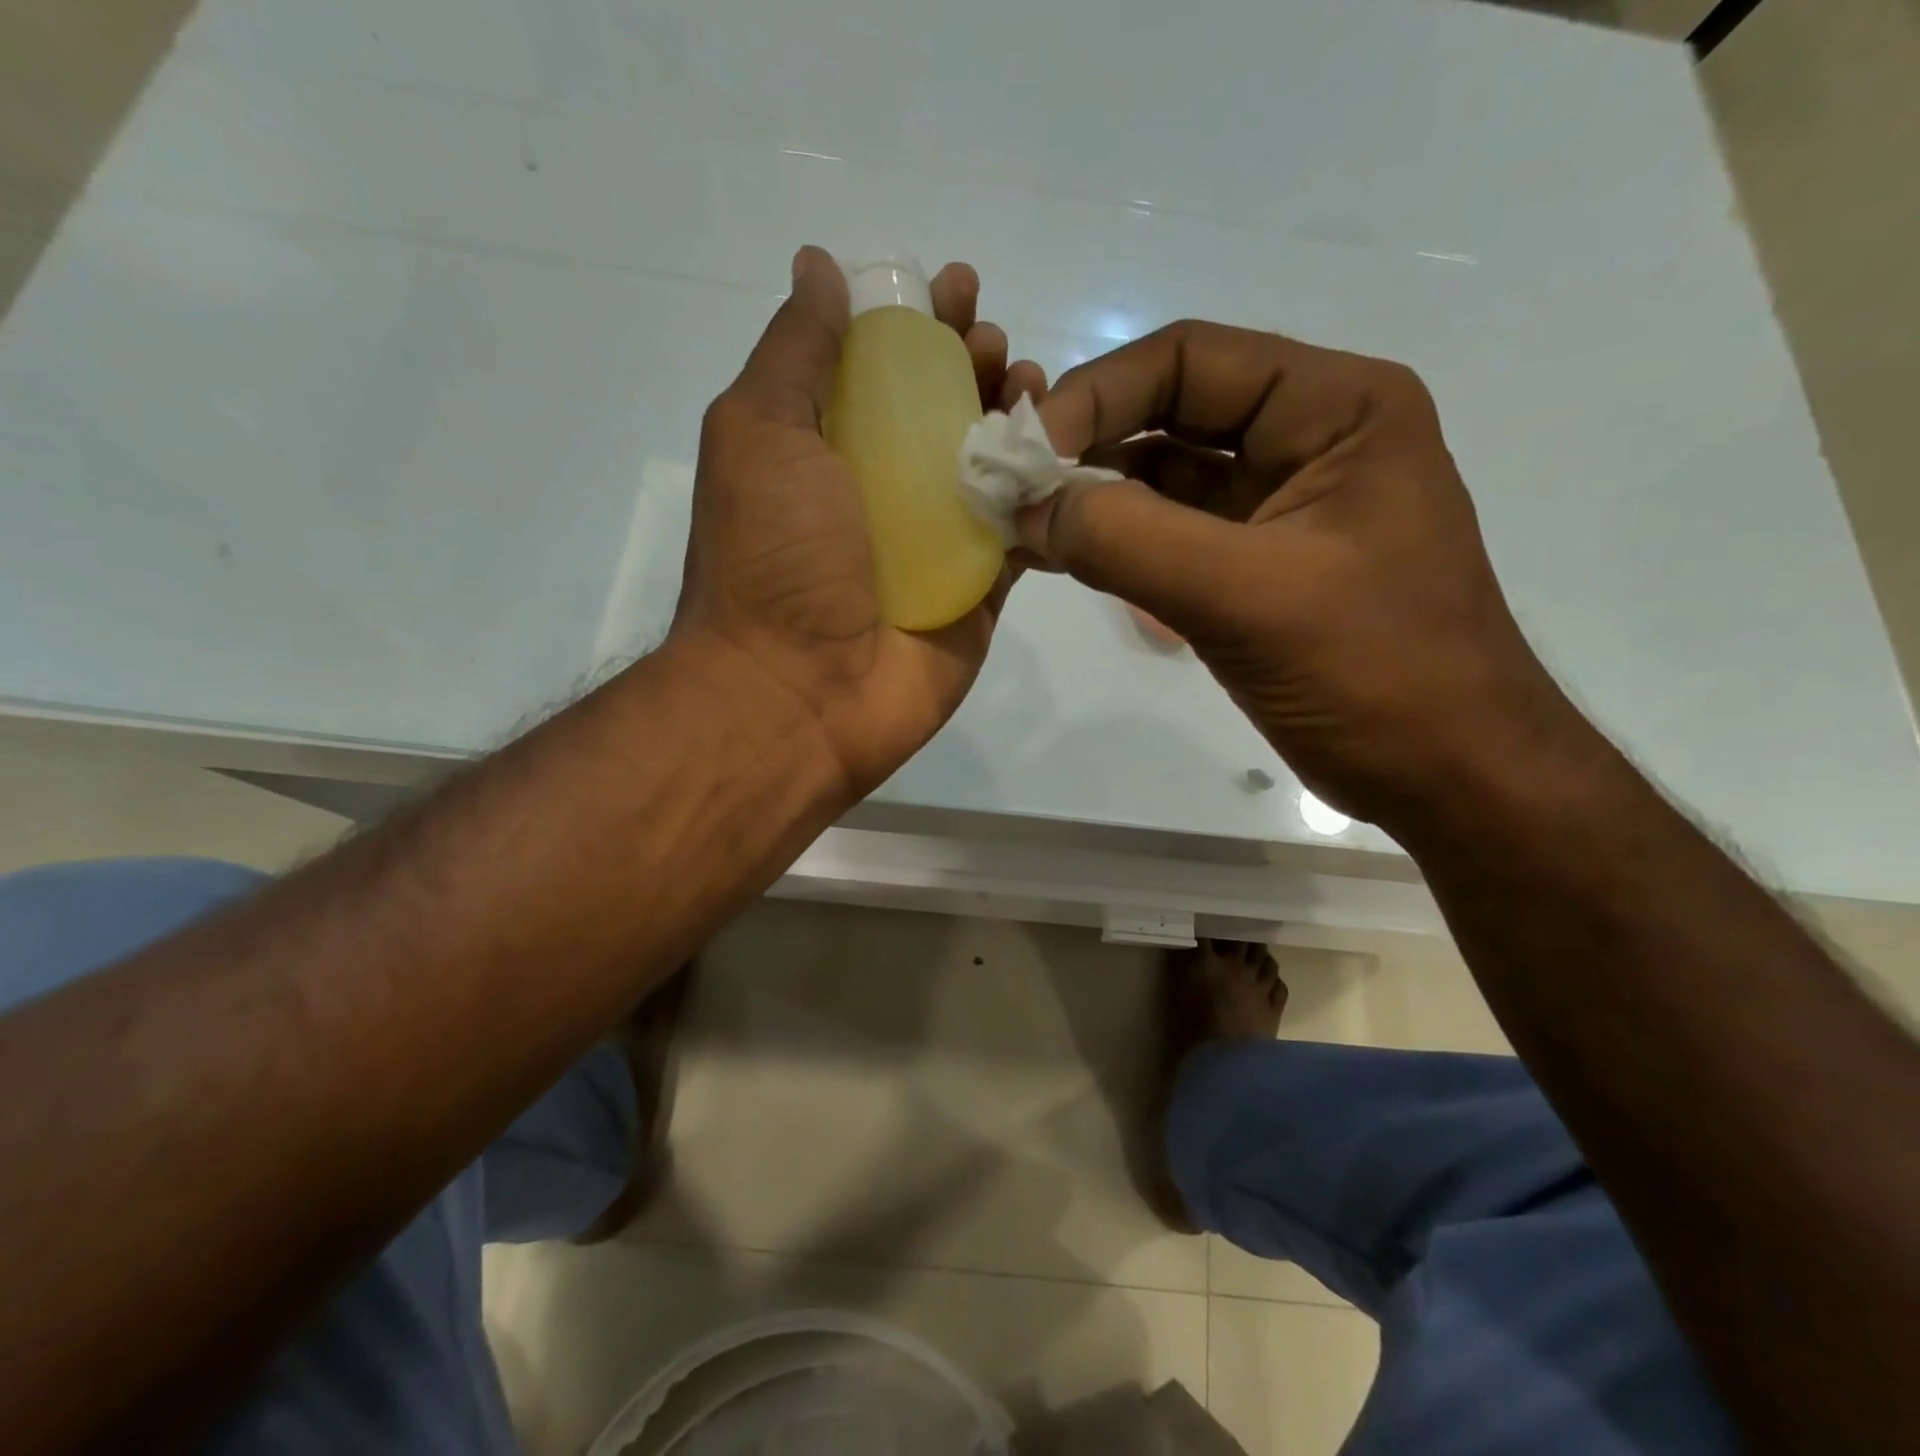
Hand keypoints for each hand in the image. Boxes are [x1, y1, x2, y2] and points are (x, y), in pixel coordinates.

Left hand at [670, 247, 1045, 800]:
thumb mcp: (760, 433)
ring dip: (1018, 417)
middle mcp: (883, 492)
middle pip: (944, 411)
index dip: (918, 323)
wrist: (799, 691)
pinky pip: (1023, 532)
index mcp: (827, 451)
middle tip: (995, 344)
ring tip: (1033, 384)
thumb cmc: (773, 557)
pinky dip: (1046, 491)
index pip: (883, 368)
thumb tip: (820, 267)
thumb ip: (795, 353)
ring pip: (991, 467)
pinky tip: (1064, 454)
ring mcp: (936, 545)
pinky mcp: (980, 592)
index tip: (952, 290)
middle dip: (975, 363)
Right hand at [1020, 321, 1565, 825]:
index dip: (1099, 394)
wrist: (1446, 775)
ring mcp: (1279, 508)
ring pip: (1165, 479)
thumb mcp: (1248, 597)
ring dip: (1095, 498)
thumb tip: (1030, 507)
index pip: (1192, 361)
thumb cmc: (1375, 674)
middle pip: (1173, 414)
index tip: (1026, 450)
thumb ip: (1129, 541)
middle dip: (1089, 446)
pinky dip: (1117, 544)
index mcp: (1336, 409)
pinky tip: (1063, 557)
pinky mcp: (1254, 568)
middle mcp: (1308, 440)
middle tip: (1010, 487)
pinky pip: (1171, 536)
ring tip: (1023, 525)